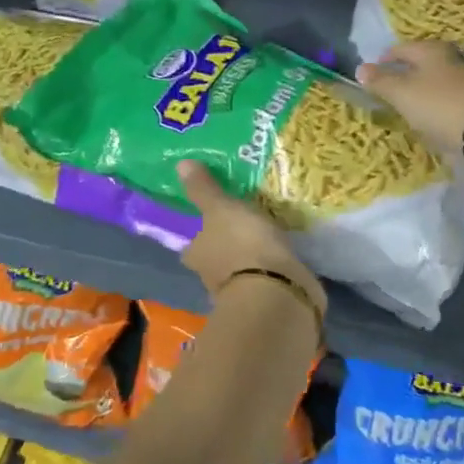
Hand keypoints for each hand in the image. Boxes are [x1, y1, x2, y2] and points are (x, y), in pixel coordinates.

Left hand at [176, 160, 325, 315]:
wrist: (278, 292)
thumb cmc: (242, 245)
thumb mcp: (221, 208)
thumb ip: (203, 189)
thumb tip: (180, 164)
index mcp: (195, 254)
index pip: (192, 242)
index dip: (201, 232)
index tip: (215, 218)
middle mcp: (210, 276)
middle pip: (216, 257)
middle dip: (228, 244)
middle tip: (245, 222)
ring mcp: (240, 291)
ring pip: (242, 268)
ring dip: (252, 257)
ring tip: (269, 234)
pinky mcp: (267, 300)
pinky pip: (267, 278)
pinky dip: (272, 270)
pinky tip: (284, 255)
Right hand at [356, 40, 463, 153]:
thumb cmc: (438, 104)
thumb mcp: (401, 93)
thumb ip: (380, 81)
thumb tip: (360, 69)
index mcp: (432, 49)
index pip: (400, 49)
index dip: (384, 60)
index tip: (372, 75)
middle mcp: (453, 57)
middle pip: (422, 62)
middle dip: (406, 74)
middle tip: (391, 91)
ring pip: (438, 80)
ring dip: (424, 90)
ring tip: (411, 106)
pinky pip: (452, 97)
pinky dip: (440, 103)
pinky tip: (435, 117)